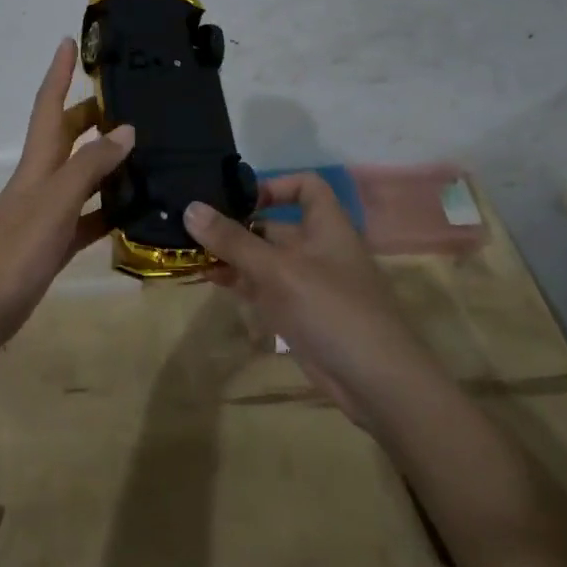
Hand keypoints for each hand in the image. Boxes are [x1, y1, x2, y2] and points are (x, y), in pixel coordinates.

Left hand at [0, 38, 134, 355]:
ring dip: (106, 160)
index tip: (68, 41)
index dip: (57, 74)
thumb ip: (89, 167)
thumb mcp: (54, 204)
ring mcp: (46, 215)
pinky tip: (134, 210)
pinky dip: (108, 208)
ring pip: (80, 176)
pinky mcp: (53, 245)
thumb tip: (125, 129)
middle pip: (66, 138)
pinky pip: (87, 217)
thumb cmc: (13, 253)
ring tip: (144, 149)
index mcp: (35, 165)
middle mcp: (40, 182)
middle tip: (129, 99)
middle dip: (90, 114)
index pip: (47, 107)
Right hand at [182, 172, 425, 427]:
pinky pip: (265, 289)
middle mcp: (317, 249)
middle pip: (275, 225)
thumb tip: (190, 207)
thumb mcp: (278, 270)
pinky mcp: (299, 314)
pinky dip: (240, 282)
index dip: (274, 185)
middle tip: (193, 226)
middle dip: (237, 225)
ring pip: (265, 259)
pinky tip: (210, 281)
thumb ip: (233, 241)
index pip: (306, 186)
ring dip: (232, 255)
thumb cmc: (331, 309)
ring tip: (191, 253)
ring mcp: (308, 284)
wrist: (376, 381)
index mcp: (326, 226)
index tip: (238, 199)